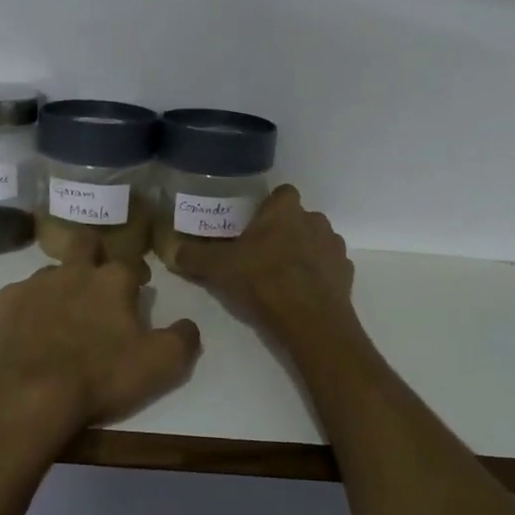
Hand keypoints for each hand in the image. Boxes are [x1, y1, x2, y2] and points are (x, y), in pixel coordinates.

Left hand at [0, 245, 201, 450]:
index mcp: (113, 280)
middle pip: (86, 244)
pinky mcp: (5, 304)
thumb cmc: (100, 377)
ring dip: (62, 285)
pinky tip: (32, 331)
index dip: (138, 274)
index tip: (140, 288)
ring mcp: (35, 284)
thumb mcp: (160, 365)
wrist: (29, 397)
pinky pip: (22, 296)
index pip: (132, 262)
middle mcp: (74, 270)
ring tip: (64, 314)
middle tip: (99, 281)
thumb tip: (189, 325)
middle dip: (95, 254)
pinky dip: (31, 308)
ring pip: (53, 271)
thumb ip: (182, 339)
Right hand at [169, 186, 355, 337]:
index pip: (281, 193)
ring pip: (315, 242)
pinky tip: (300, 294)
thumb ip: (193, 256)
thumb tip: (168, 249)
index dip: (267, 208)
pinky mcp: (346, 274)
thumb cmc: (263, 281)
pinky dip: (317, 276)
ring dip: (302, 253)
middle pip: (297, 218)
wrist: (310, 320)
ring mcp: (334, 247)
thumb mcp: (219, 268)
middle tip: (260, 254)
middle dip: (283, 232)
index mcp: (285, 210)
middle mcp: (314, 220)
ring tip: (280, 276)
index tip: (252, 226)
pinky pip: (328, 268)